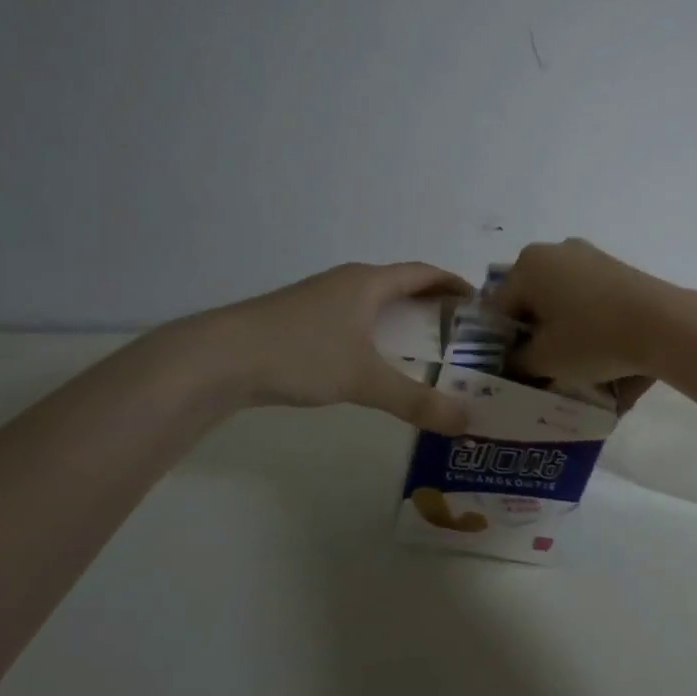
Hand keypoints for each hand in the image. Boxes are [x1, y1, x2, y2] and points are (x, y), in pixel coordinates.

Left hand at [171, 262, 472, 434]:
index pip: (424, 273)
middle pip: (400, 284)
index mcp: (369, 282)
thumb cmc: (302, 354)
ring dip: (399, 318)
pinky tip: (370, 360)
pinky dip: (373, 332)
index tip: (478, 302)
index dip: (453, 284)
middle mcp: (347, 282)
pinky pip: (351, 317)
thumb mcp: (364, 380)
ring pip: (372, 302)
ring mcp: (319, 298)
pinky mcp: (298, 319)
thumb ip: (416, 401)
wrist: (219, 359)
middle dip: (431, 303)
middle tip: (458, 332)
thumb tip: (465, 422)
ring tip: (422, 348)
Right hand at [492, 239, 691, 402]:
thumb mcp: (544, 360)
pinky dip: (585, 319)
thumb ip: (517, 361)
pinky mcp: (615, 267)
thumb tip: (513, 361)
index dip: (500, 344)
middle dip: (532, 332)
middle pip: (530, 299)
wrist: (663, 323)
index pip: (498, 309)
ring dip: (559, 327)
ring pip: (560, 297)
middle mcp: (554, 251)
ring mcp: (588, 255)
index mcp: (528, 265)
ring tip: (571, 360)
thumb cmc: (593, 338)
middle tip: (540, 367)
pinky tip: (597, 346)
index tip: (513, 370)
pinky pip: (586, 295)